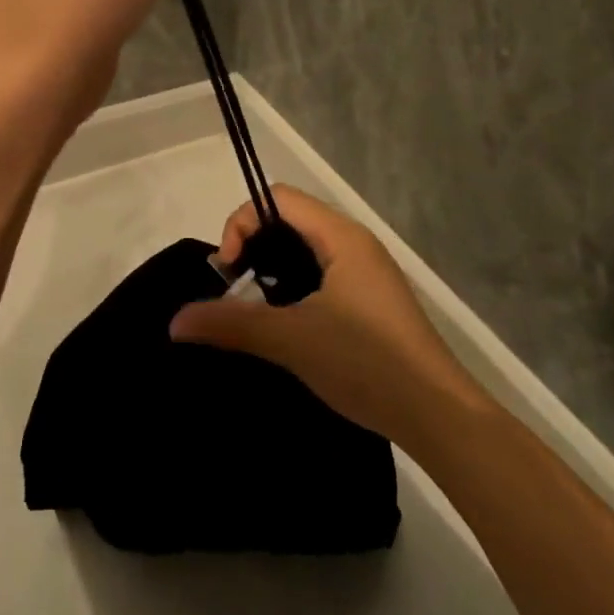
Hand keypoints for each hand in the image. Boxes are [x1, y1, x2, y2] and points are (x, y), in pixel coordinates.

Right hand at [170, 186, 489, 449]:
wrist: (438, 415)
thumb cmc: (365, 362)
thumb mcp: (291, 339)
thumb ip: (231, 324)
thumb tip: (175, 321)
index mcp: (341, 236)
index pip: (277, 199)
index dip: (242, 223)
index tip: (228, 271)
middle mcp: (356, 245)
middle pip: (290, 222)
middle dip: (254, 247)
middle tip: (237, 290)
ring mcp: (368, 275)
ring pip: (307, 253)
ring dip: (274, 272)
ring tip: (258, 312)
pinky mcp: (373, 304)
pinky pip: (323, 279)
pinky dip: (296, 291)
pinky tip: (290, 329)